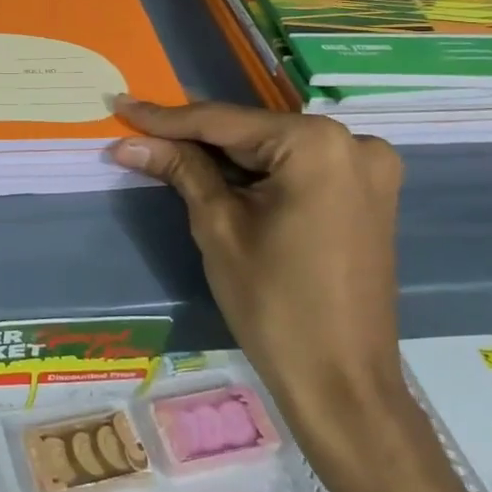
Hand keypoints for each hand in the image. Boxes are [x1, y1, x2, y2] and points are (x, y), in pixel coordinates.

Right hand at [109, 98, 404, 442]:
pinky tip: (216, 173)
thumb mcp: (218, 227)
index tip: (122, 107)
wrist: (342, 384)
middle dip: (194, 137)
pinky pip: (300, 168)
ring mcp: (367, 169)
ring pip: (274, 149)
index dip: (165, 118)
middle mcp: (352, 142)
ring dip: (224, 155)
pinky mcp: (368, 195)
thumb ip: (179, 169)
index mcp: (317, 144)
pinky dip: (258, 172)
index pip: (223, 122)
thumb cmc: (274, 303)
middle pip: (251, 132)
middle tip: (139, 132)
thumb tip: (128, 142)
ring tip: (165, 150)